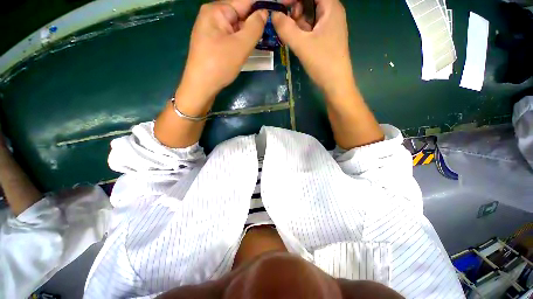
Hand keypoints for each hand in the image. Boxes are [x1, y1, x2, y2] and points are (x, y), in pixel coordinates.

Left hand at [178, 0, 267, 108]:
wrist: (201, 86)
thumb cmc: (220, 65)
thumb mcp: (241, 46)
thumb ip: (255, 27)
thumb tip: (264, 13)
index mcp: (217, 10)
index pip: (245, 2)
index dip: (261, 7)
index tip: (275, 13)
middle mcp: (212, 15)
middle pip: (239, 14)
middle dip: (254, 24)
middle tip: (268, 35)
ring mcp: (210, 30)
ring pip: (235, 28)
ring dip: (247, 34)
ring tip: (259, 43)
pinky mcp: (212, 42)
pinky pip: (230, 37)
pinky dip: (240, 41)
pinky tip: (245, 49)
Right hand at [272, 0, 353, 95]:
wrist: (335, 84)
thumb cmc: (322, 62)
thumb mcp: (301, 44)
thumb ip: (285, 28)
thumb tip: (273, 14)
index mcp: (331, 7)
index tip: (281, 6)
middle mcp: (332, 12)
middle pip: (310, 1)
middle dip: (295, 8)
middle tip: (286, 23)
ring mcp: (329, 26)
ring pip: (310, 14)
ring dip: (297, 21)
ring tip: (290, 33)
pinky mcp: (326, 38)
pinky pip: (311, 27)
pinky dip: (302, 30)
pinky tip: (296, 39)